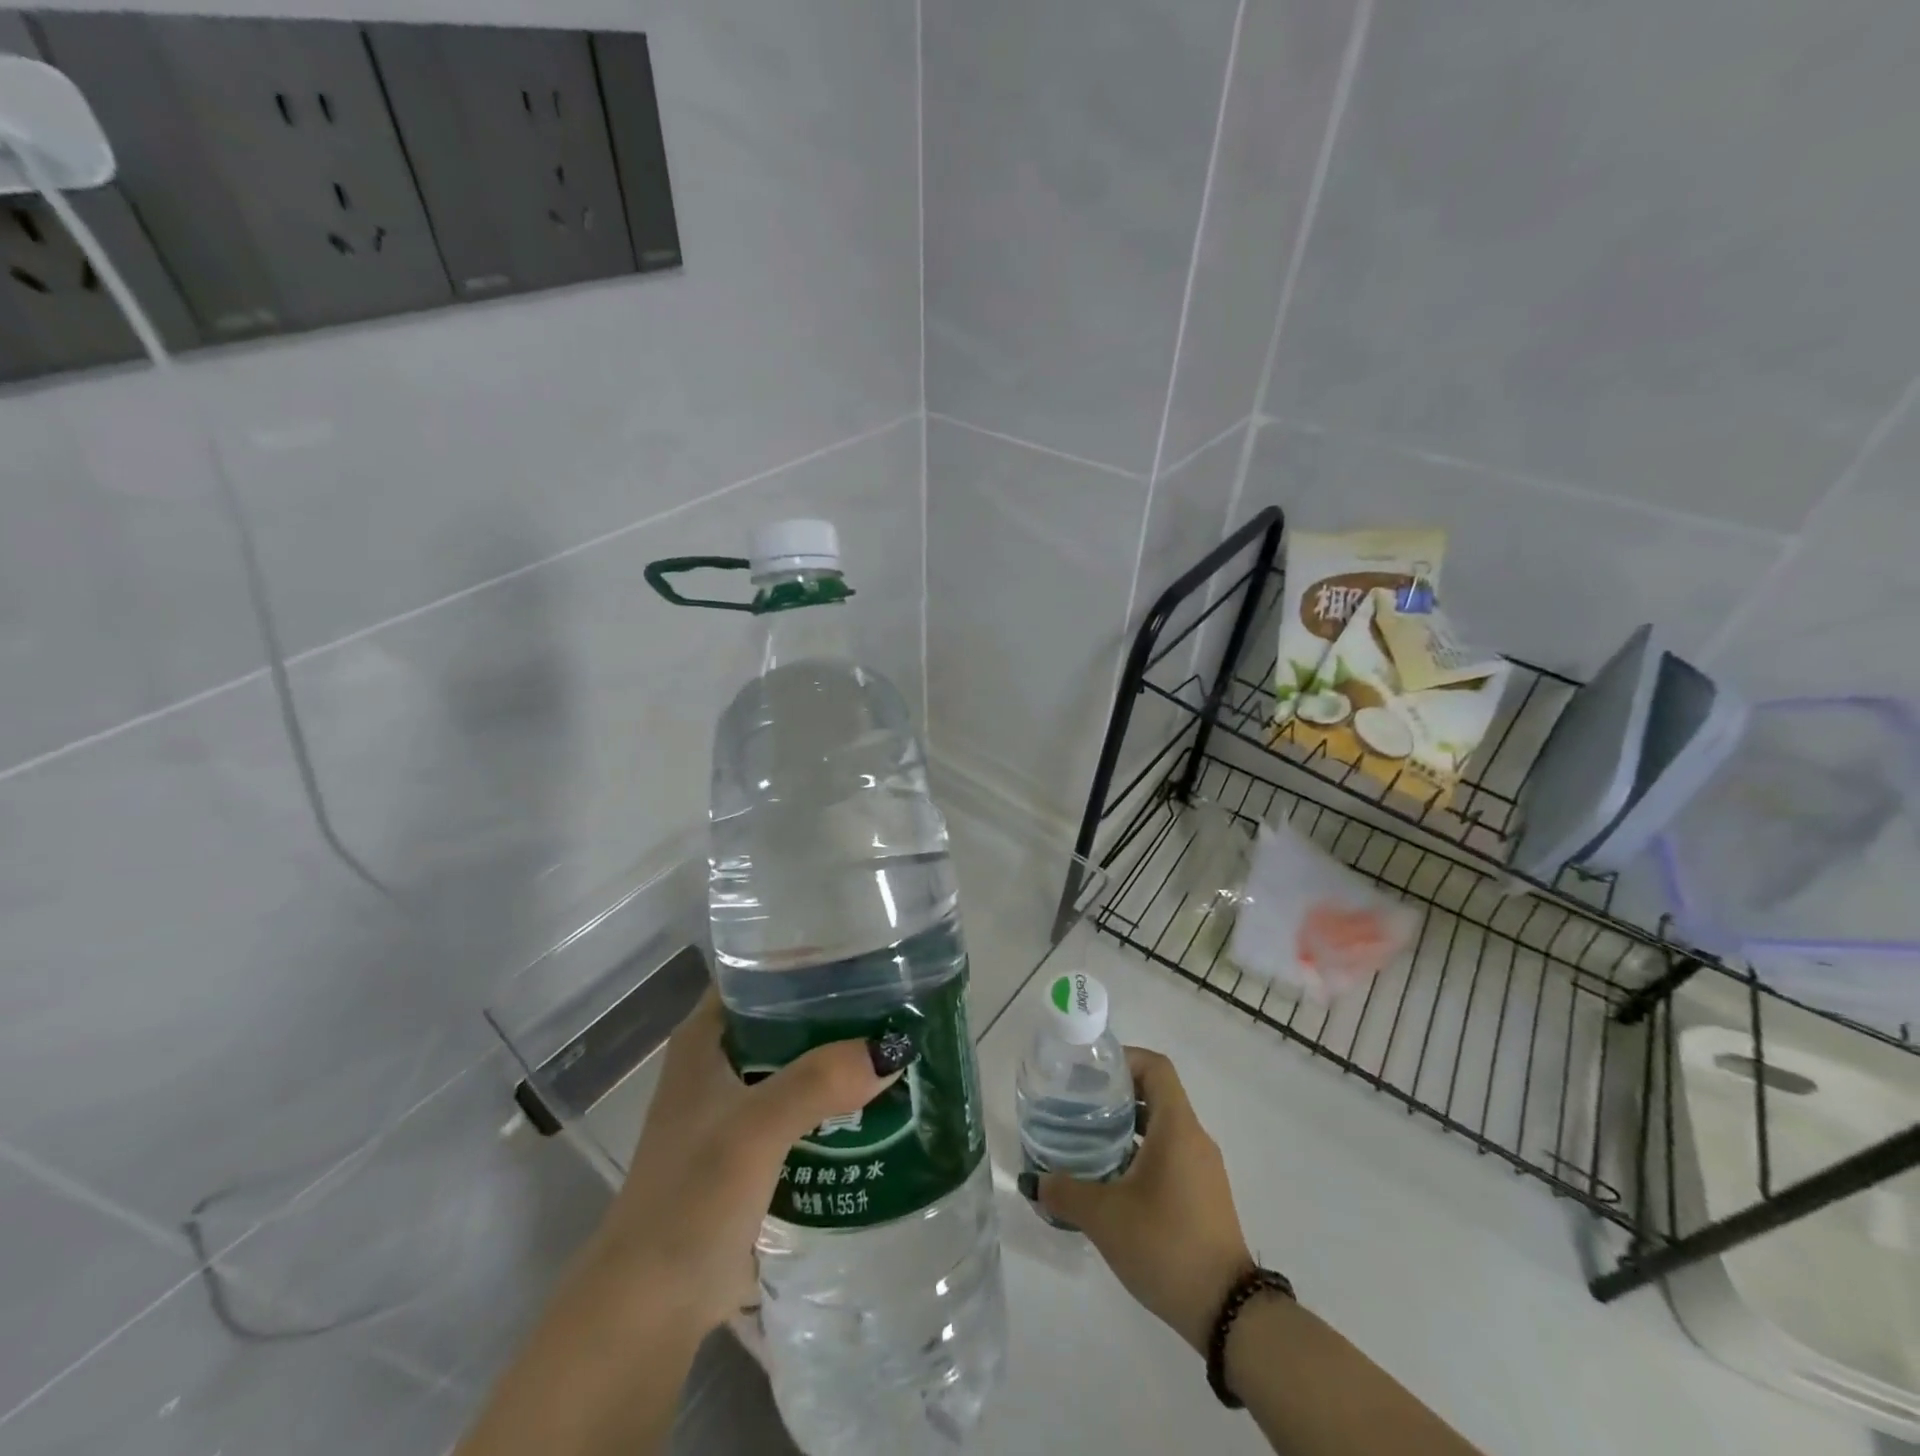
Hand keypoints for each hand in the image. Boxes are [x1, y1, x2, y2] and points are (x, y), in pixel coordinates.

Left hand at [591, 989, 908, 1331]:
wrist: (649, 1309)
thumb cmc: (690, 1199)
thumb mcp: (754, 1129)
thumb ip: (817, 1082)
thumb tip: (893, 1048)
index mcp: (706, 1039)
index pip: (757, 972)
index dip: (805, 957)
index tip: (863, 950)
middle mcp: (719, 1064)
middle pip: (785, 1017)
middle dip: (837, 1009)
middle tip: (899, 996)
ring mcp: (735, 1110)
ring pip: (797, 1064)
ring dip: (839, 1057)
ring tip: (899, 1042)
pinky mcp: (752, 1152)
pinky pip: (803, 1109)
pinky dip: (835, 1101)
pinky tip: (879, 1101)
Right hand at [1033, 1047, 1252, 1351]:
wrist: (1228, 1313)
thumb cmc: (1166, 1245)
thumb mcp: (1105, 1217)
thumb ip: (1065, 1193)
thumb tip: (1034, 1182)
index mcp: (1177, 1127)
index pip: (1155, 1067)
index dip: (1124, 1059)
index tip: (1090, 1071)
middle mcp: (1194, 1138)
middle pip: (1157, 1094)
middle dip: (1117, 1094)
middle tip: (1079, 1104)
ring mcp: (1203, 1168)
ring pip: (1163, 1128)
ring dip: (1128, 1127)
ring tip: (1088, 1140)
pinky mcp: (1205, 1195)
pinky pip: (1171, 1155)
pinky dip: (1142, 1154)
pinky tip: (1113, 1180)